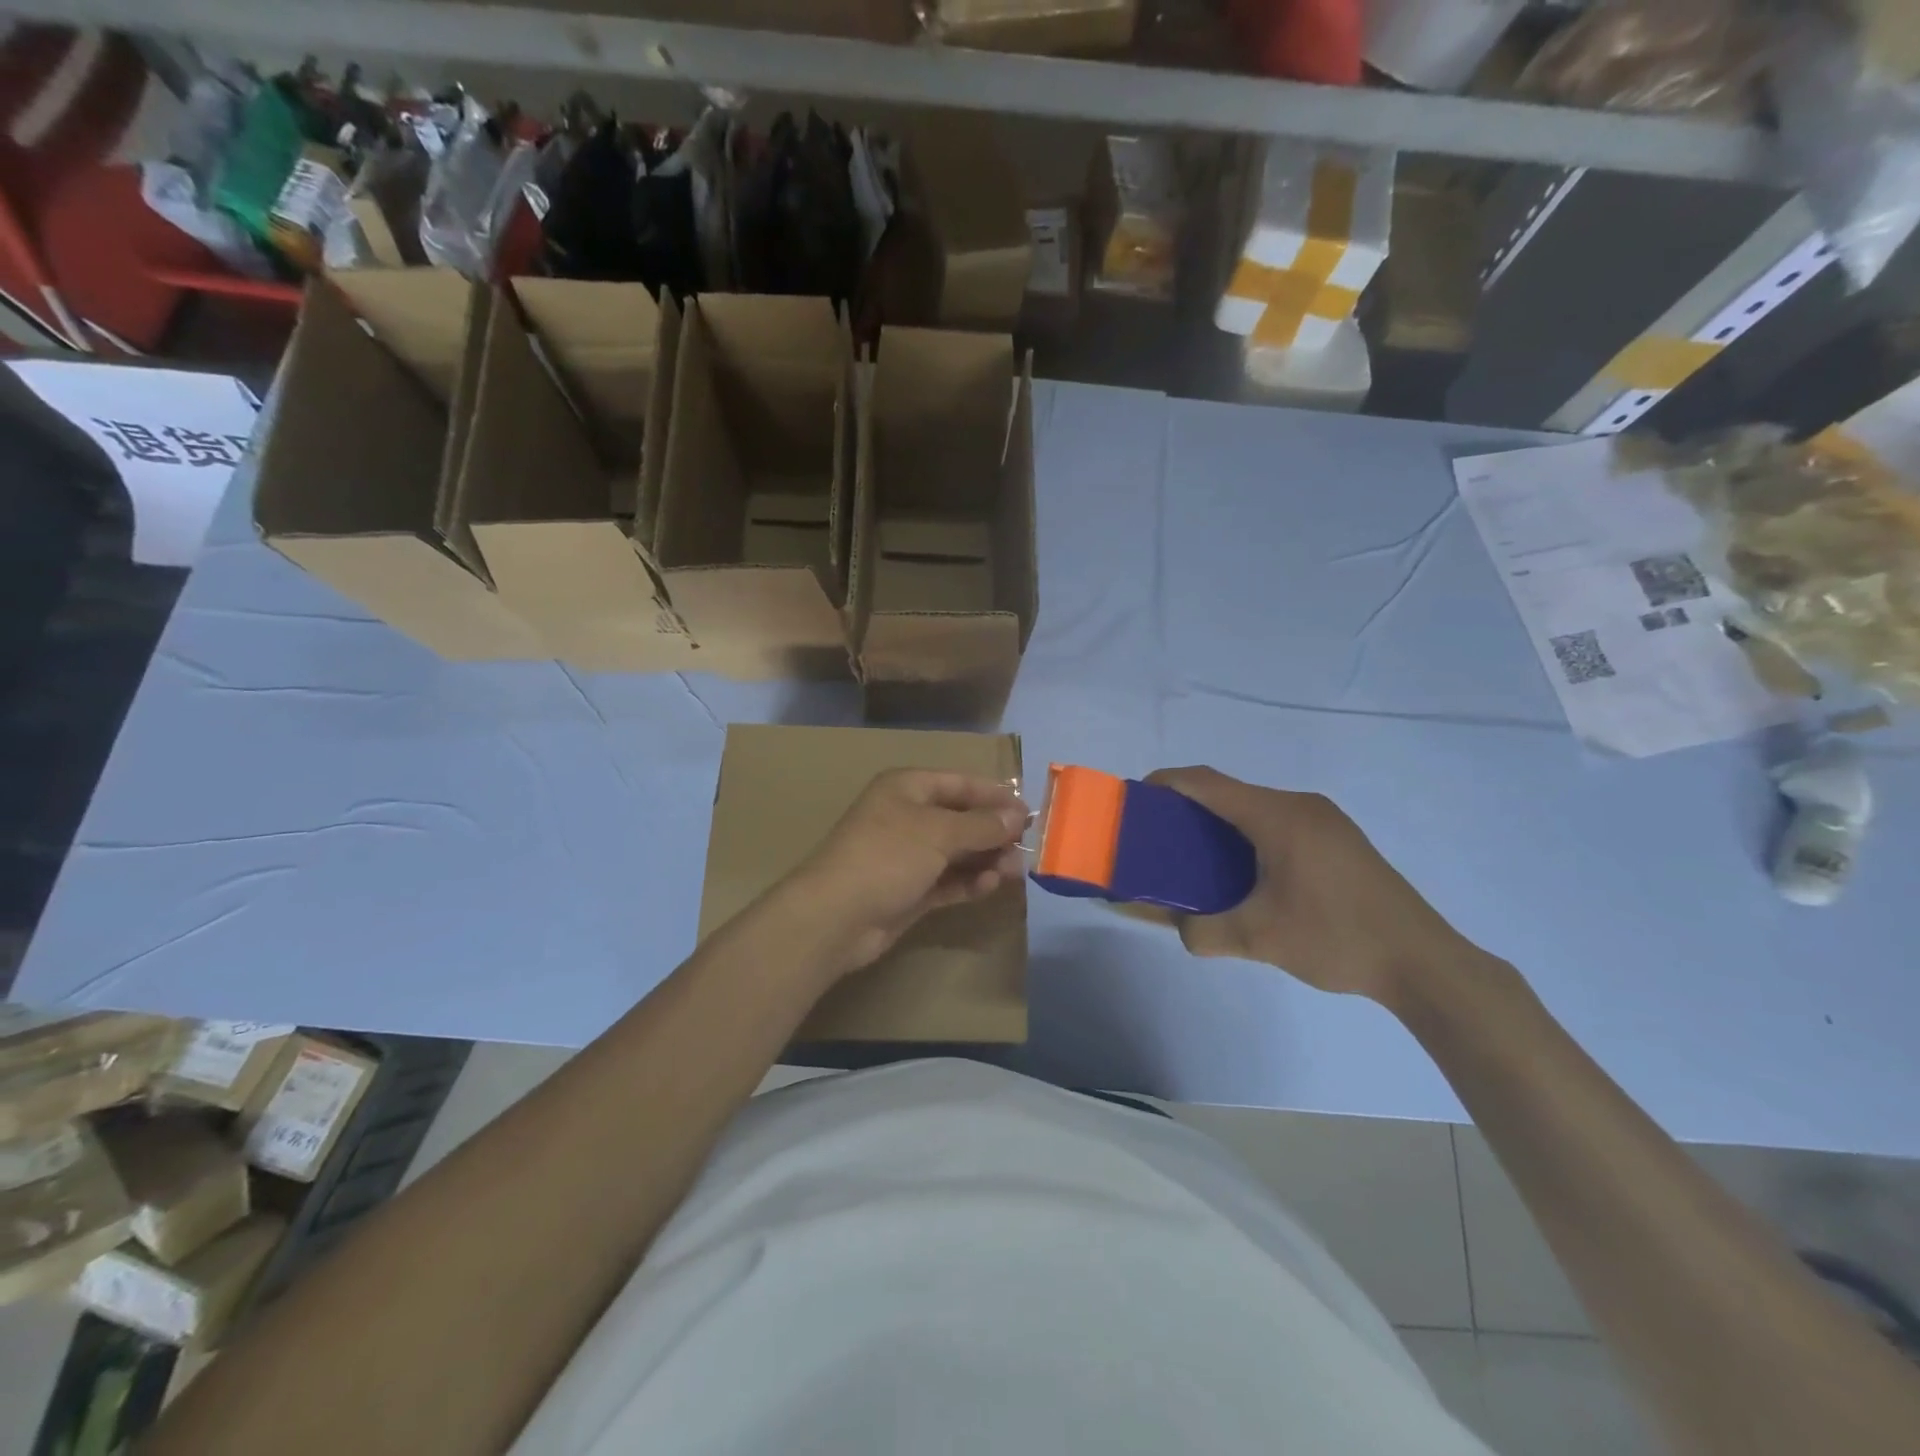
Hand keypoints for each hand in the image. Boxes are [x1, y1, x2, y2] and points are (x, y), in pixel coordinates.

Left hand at [778, 769, 1027, 977]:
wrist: (836, 916)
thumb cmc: (888, 856)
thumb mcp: (939, 833)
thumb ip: (982, 825)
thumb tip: (1017, 816)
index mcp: (907, 789)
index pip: (959, 783)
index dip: (994, 795)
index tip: (1029, 812)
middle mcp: (908, 817)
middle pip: (961, 818)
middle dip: (994, 832)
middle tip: (1026, 847)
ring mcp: (907, 856)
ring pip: (957, 853)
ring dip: (986, 859)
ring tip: (1014, 872)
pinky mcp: (909, 891)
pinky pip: (947, 881)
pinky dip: (968, 882)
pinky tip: (989, 886)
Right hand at [1146, 767, 1475, 1004]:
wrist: (1424, 962)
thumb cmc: (1336, 938)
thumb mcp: (1259, 939)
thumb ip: (1203, 932)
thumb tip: (1176, 927)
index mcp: (1278, 816)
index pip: (1207, 783)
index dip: (1166, 783)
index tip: (1135, 799)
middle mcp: (1300, 805)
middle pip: (1229, 792)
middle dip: (1187, 808)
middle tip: (1158, 837)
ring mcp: (1324, 820)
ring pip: (1254, 808)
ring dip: (1219, 824)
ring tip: (1193, 857)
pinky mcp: (1337, 839)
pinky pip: (1276, 822)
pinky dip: (1246, 835)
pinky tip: (1241, 871)